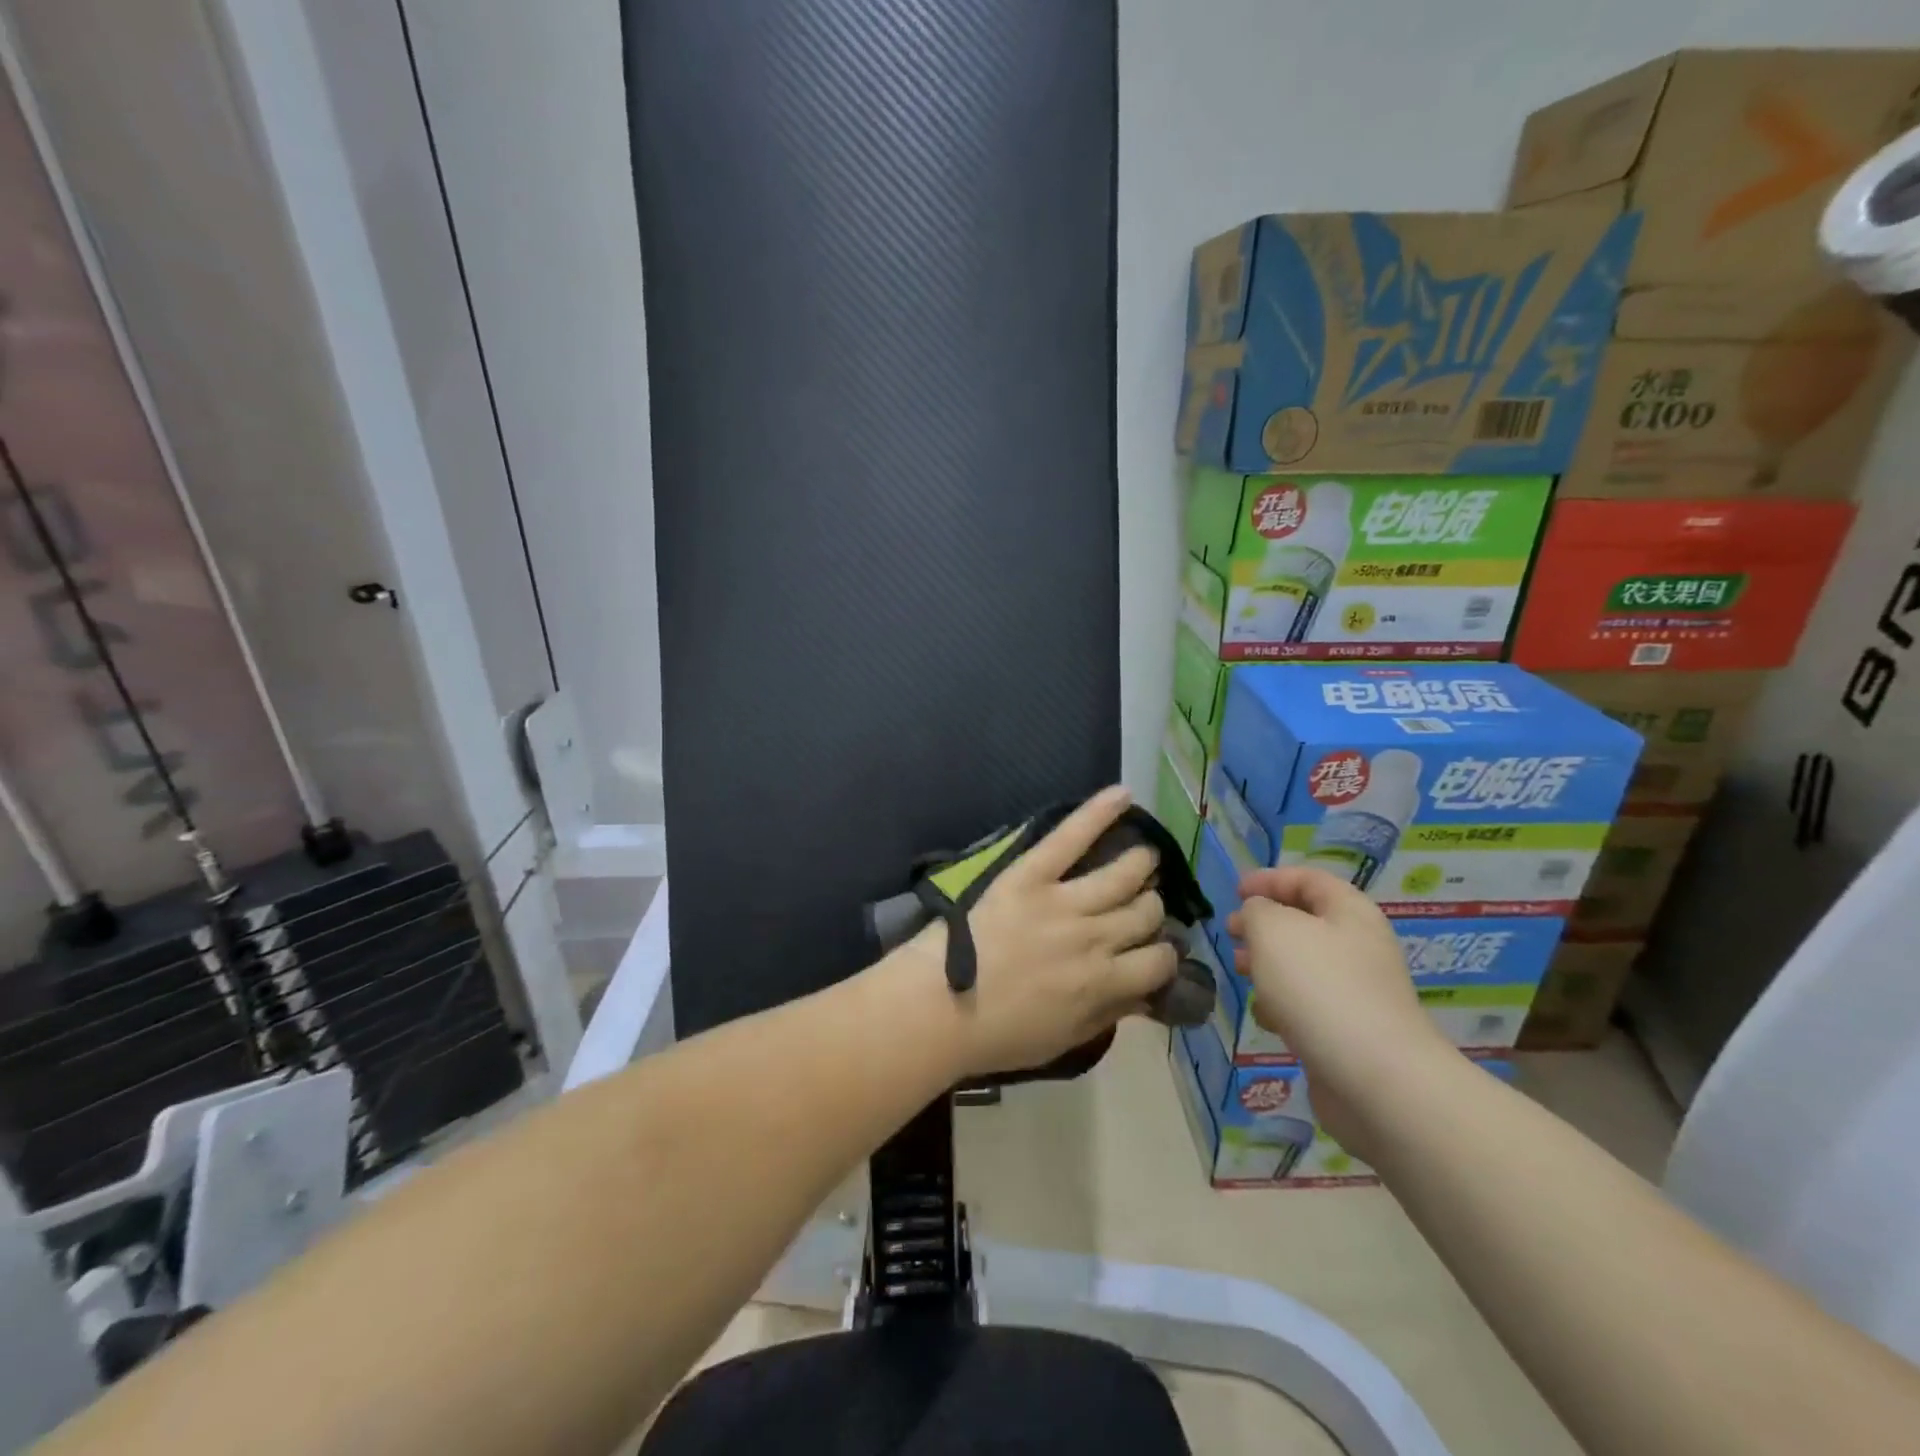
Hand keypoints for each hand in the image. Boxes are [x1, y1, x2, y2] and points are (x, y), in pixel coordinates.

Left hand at [903, 786, 1176, 1079]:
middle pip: (1145, 912)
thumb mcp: (1065, 1038)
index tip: (1151, 952)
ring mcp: (1063, 901)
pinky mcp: (1030, 874)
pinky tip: (1122, 795)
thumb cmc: (998, 1033)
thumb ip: (1108, 1014)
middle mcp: (1094, 937)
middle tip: (1138, 906)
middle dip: (1150, 909)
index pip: (1159, 960)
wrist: (938, 1008)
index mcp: (1104, 982)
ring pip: (1124, 873)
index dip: (1162, 955)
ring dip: (1140, 864)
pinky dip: (1098, 812)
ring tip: (1142, 859)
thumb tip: (1143, 994)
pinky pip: (1070, 837)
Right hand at [1227, 867, 1448, 1151]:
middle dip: (1263, 924)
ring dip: (1268, 964)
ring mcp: (1356, 991)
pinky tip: (1266, 1018)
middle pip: (1305, 921)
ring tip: (1240, 971)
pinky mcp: (1348, 1030)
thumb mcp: (1273, 930)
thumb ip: (1257, 910)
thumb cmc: (1319, 988)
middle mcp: (1358, 946)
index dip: (1270, 878)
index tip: (1235, 892)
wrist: (1375, 1079)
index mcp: (1349, 912)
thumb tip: (1257, 915)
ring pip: (1302, 965)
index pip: (1308, 879)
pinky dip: (1282, 1004)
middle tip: (1232, 933)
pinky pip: (1307, 1005)